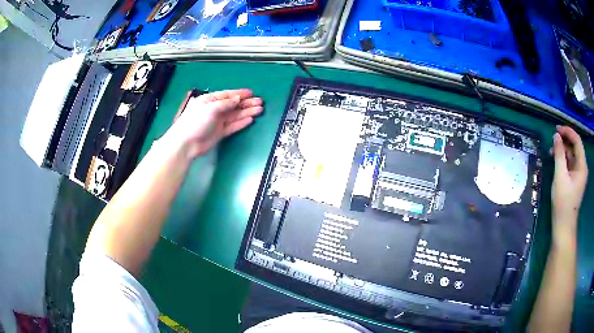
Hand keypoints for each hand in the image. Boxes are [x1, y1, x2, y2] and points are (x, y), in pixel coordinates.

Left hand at [162, 89, 262, 158]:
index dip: (239, 94)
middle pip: (233, 105)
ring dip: (246, 112)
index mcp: (209, 100)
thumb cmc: (195, 121)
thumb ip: (225, 104)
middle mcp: (214, 110)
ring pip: (234, 115)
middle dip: (246, 103)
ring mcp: (217, 122)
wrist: (186, 144)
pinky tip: (250, 119)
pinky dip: (241, 123)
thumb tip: (237, 99)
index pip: (226, 95)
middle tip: (260, 102)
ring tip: (259, 110)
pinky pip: (232, 126)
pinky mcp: (219, 133)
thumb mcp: (210, 108)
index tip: (251, 93)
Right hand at [549, 125, 587, 235]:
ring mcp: (578, 174)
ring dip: (562, 150)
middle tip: (553, 139)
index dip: (568, 132)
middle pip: (574, 147)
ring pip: (571, 155)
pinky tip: (555, 160)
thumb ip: (559, 155)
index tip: (557, 129)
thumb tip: (556, 136)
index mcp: (582, 166)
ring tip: (552, 150)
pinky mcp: (573, 180)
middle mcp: (581, 167)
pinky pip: (569, 164)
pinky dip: (563, 159)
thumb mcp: (560, 176)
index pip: (577, 141)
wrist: (563, 226)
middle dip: (564, 141)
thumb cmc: (563, 202)